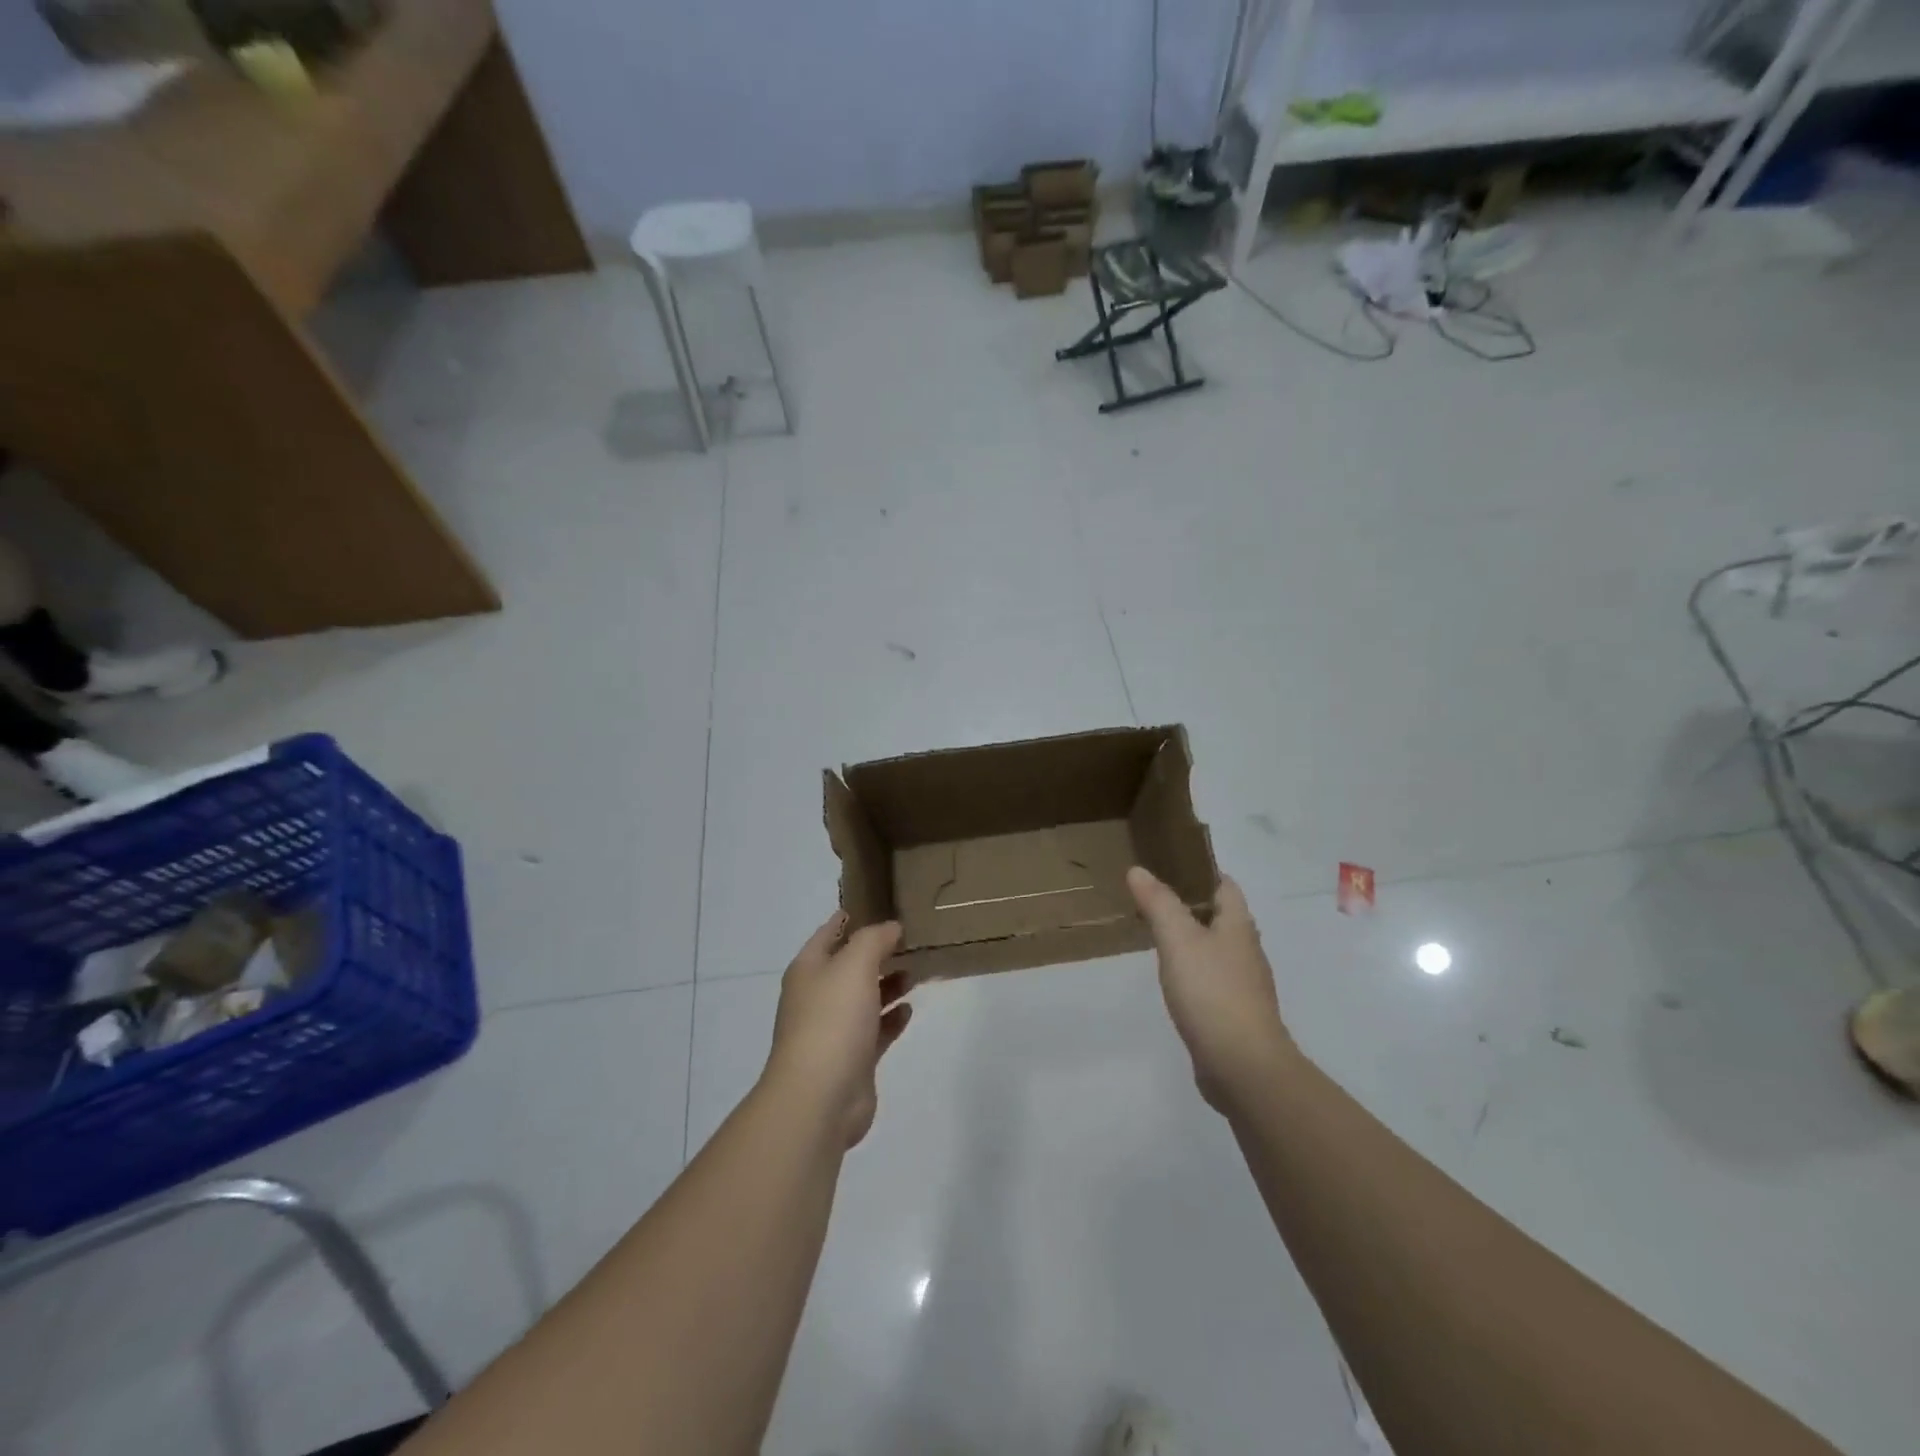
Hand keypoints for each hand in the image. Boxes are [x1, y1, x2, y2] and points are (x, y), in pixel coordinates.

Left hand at [766, 912, 912, 1147]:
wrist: (820, 1097)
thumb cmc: (832, 1020)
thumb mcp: (854, 965)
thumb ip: (874, 939)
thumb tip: (891, 927)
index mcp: (809, 969)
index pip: (830, 932)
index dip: (853, 917)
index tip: (884, 904)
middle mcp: (818, 995)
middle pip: (850, 965)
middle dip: (879, 951)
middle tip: (913, 937)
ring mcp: (835, 1029)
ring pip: (865, 996)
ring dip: (889, 983)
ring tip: (918, 968)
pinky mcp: (854, 1058)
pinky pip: (876, 1029)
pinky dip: (891, 1017)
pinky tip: (909, 1008)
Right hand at [1127, 867, 1292, 1112]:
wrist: (1243, 1067)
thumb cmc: (1212, 993)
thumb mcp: (1179, 940)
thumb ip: (1159, 903)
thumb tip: (1139, 870)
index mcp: (1239, 926)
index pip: (1224, 885)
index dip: (1200, 871)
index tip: (1168, 863)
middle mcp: (1246, 950)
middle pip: (1221, 916)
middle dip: (1191, 903)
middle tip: (1153, 895)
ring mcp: (1242, 984)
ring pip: (1215, 948)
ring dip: (1191, 937)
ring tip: (1156, 931)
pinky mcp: (1233, 1013)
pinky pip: (1210, 979)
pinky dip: (1192, 969)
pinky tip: (1172, 977)